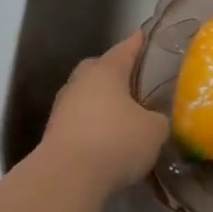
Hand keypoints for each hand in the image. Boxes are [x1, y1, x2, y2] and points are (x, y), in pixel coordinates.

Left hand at [39, 33, 170, 195]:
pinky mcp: (55, 133)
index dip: (137, 43)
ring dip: (102, 102)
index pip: (125, 49)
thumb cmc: (116, 141)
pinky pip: (80, 120)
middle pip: (99, 69)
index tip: (144, 35)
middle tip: (134, 82)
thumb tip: (153, 119)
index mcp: (105, 71)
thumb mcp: (154, 130)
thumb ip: (158, 119)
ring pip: (87, 96)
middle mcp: (80, 82)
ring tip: (123, 115)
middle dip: (115, 73)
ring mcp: (63, 107)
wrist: (67, 176)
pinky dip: (93, 125)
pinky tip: (107, 139)